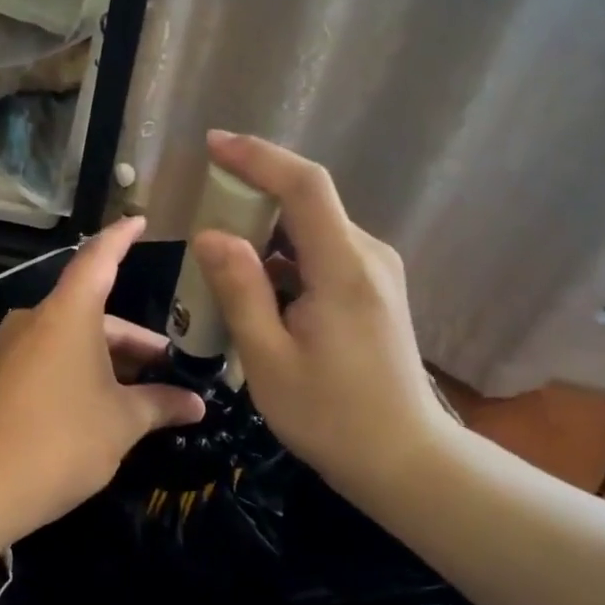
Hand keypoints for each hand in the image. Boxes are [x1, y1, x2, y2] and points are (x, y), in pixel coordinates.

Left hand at [0, 216, 205, 544]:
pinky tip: (100, 405)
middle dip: (132, 338)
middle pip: (91, 311)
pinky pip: (48, 360)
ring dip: (106, 359)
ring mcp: (11, 349)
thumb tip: (197, 404)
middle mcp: (35, 320)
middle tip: (168, 363)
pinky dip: (78, 371)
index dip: (121, 238)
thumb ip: (161, 405)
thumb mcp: (122, 423)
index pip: (98, 258)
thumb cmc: (62, 440)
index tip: (139, 219)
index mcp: (67, 314)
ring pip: (70, 339)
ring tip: (141, 391)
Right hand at [192, 132, 458, 510]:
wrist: (404, 460)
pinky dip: (282, 259)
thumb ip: (239, 290)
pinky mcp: (373, 291)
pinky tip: (253, 287)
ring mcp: (375, 273)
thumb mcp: (269, 359)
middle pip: (307, 202)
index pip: (304, 186)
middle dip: (251, 196)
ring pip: (311, 230)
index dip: (258, 157)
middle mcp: (367, 256)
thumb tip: (210, 235)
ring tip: (217, 256)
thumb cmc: (331, 416)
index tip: (213, 145)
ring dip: (264, 232)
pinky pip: (320, 255)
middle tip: (201, 214)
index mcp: (343, 268)